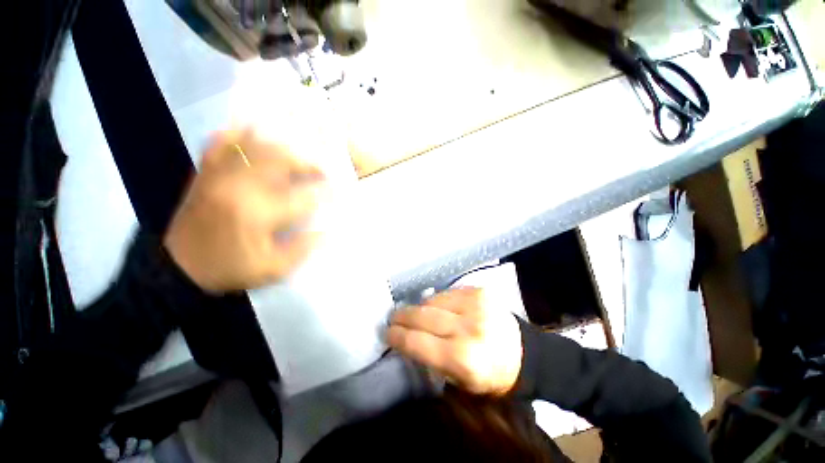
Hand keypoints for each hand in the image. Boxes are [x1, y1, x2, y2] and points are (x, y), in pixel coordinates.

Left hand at [164, 129, 324, 293]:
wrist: (178, 267)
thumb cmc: (229, 268)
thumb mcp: (273, 269)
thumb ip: (303, 249)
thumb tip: (325, 230)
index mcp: (259, 213)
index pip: (303, 196)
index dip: (325, 193)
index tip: (337, 192)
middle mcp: (240, 186)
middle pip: (282, 161)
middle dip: (308, 163)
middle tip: (321, 171)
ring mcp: (220, 174)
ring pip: (256, 146)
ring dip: (282, 148)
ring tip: (298, 155)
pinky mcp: (206, 172)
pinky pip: (221, 142)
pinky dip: (239, 133)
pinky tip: (254, 133)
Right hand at [388, 288, 522, 395]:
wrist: (524, 353)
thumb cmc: (491, 376)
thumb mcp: (460, 383)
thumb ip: (431, 360)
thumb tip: (407, 339)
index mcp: (463, 358)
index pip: (418, 342)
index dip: (398, 336)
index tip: (386, 332)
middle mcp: (468, 327)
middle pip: (422, 316)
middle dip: (402, 316)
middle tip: (392, 317)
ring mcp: (475, 304)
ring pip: (433, 300)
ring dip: (419, 306)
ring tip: (413, 312)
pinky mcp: (479, 291)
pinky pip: (447, 292)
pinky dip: (437, 300)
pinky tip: (435, 306)